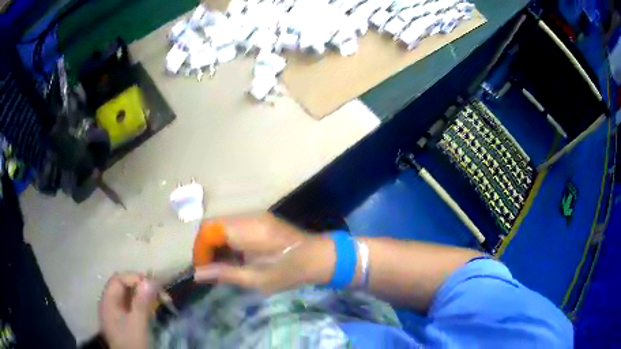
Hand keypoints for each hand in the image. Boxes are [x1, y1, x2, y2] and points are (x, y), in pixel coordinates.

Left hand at [99, 273, 157, 348]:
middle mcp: (108, 303)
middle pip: (122, 286)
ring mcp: (114, 312)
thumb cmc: (131, 343)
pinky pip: (130, 305)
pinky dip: (140, 303)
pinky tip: (150, 309)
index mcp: (108, 301)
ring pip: (127, 295)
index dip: (134, 278)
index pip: (118, 280)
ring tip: (157, 299)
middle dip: (139, 286)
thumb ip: (141, 304)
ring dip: (141, 295)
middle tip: (157, 290)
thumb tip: (149, 281)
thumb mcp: (137, 324)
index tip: (152, 284)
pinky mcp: (122, 320)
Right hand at [194, 213, 333, 293]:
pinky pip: (233, 226)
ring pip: (222, 225)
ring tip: (219, 266)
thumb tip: (197, 274)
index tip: (202, 269)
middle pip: (213, 225)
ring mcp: (255, 215)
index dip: (200, 248)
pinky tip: (233, 257)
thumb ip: (225, 274)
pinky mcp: (259, 219)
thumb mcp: (257, 279)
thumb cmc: (290, 271)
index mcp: (249, 230)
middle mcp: (249, 216)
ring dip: (215, 244)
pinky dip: (226, 241)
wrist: (318, 256)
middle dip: (205, 247)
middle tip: (208, 269)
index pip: (209, 229)